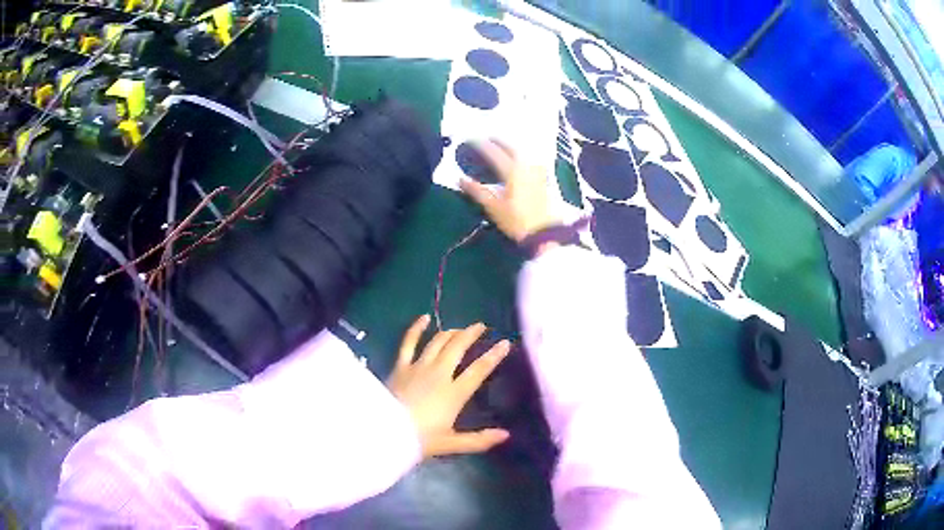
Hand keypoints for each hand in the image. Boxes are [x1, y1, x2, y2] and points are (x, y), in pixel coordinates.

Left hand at [386, 315, 511, 457]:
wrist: (384, 431)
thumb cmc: (419, 439)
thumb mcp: (451, 444)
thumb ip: (479, 440)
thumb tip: (505, 435)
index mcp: (454, 393)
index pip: (479, 370)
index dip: (494, 356)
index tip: (505, 343)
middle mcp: (439, 374)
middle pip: (458, 348)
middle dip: (471, 334)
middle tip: (480, 326)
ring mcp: (418, 367)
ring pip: (438, 342)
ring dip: (451, 332)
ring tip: (460, 328)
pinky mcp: (400, 366)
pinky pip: (409, 342)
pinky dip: (416, 328)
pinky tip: (424, 318)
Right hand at [460, 140, 561, 242]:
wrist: (544, 233)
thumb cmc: (517, 221)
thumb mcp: (494, 208)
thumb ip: (477, 192)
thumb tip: (461, 180)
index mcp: (512, 171)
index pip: (494, 153)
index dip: (482, 145)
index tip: (472, 140)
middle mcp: (526, 167)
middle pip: (512, 148)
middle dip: (499, 142)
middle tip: (488, 139)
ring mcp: (537, 173)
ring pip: (524, 153)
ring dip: (512, 148)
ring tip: (503, 148)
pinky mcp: (544, 180)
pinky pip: (532, 161)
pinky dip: (523, 157)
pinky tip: (520, 162)